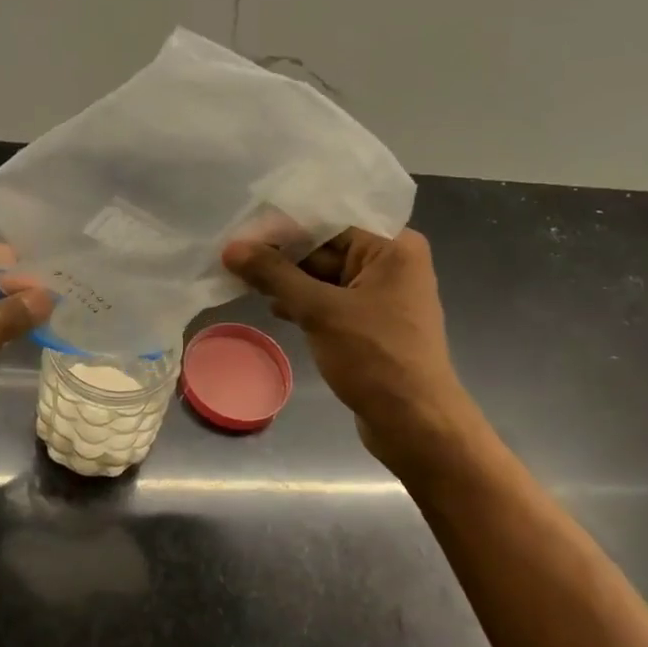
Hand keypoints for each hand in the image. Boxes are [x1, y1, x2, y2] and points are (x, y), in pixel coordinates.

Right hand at [221, 228, 475, 473]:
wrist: (416, 424)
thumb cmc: (375, 358)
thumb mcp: (319, 311)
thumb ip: (274, 275)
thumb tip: (232, 248)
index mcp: (392, 247)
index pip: (329, 222)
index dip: (283, 228)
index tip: (241, 234)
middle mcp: (392, 263)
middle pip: (327, 248)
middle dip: (283, 256)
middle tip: (234, 259)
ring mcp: (382, 296)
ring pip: (325, 277)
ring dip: (289, 281)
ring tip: (244, 282)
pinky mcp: (371, 324)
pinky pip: (331, 301)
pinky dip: (304, 303)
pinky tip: (275, 308)